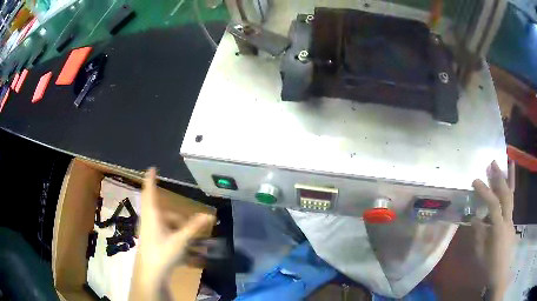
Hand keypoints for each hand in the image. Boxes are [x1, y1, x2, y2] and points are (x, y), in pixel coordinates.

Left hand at [129, 168, 214, 300]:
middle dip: (181, 219)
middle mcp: (150, 221)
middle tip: (194, 227)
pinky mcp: (153, 242)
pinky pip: (168, 237)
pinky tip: (192, 255)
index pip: (150, 192)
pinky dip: (179, 242)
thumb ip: (194, 228)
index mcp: (153, 215)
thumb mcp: (180, 240)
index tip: (152, 168)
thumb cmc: (162, 253)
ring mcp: (151, 232)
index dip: (151, 179)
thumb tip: (210, 215)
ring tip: (198, 246)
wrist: (151, 274)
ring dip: (183, 234)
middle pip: (166, 214)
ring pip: (168, 227)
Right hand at [472, 161, 515, 300]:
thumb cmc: (488, 267)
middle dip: (500, 177)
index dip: (485, 191)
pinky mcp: (512, 224)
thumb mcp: (480, 253)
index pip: (493, 204)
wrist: (500, 275)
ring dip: (507, 180)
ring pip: (511, 196)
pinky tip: (508, 186)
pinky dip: (510, 191)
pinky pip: (511, 204)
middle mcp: (508, 220)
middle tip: (493, 163)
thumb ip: (478, 234)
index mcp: (499, 228)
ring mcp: (511, 221)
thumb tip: (474, 217)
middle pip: (506, 194)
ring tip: (505, 165)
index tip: (475, 181)